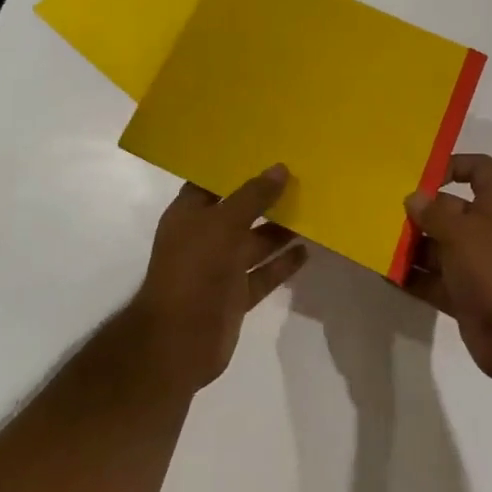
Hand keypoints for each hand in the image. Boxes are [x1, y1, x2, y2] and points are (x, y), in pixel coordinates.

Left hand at [125, 166, 307, 392]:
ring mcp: (220, 268)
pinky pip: (264, 273)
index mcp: (189, 214)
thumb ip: (253, 196)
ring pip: (254, 242)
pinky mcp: (236, 295)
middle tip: (302, 176)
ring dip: (280, 229)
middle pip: (239, 211)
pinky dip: (283, 263)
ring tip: (313, 209)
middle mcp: (204, 237)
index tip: (270, 150)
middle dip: (266, 197)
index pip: (213, 182)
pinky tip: (307, 250)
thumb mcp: (224, 223)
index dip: (238, 167)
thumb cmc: (194, 270)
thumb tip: (280, 168)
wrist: (178, 341)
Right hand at [402, 154, 491, 386]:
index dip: (454, 164)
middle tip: (382, 212)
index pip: (480, 170)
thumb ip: (434, 213)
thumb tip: (413, 198)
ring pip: (437, 247)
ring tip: (375, 243)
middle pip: (449, 210)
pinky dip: (411, 278)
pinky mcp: (464, 296)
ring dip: (410, 246)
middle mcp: (486, 231)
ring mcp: (475, 265)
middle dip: (418, 211)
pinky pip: (432, 280)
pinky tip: (384, 275)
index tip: (421, 175)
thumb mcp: (462, 233)